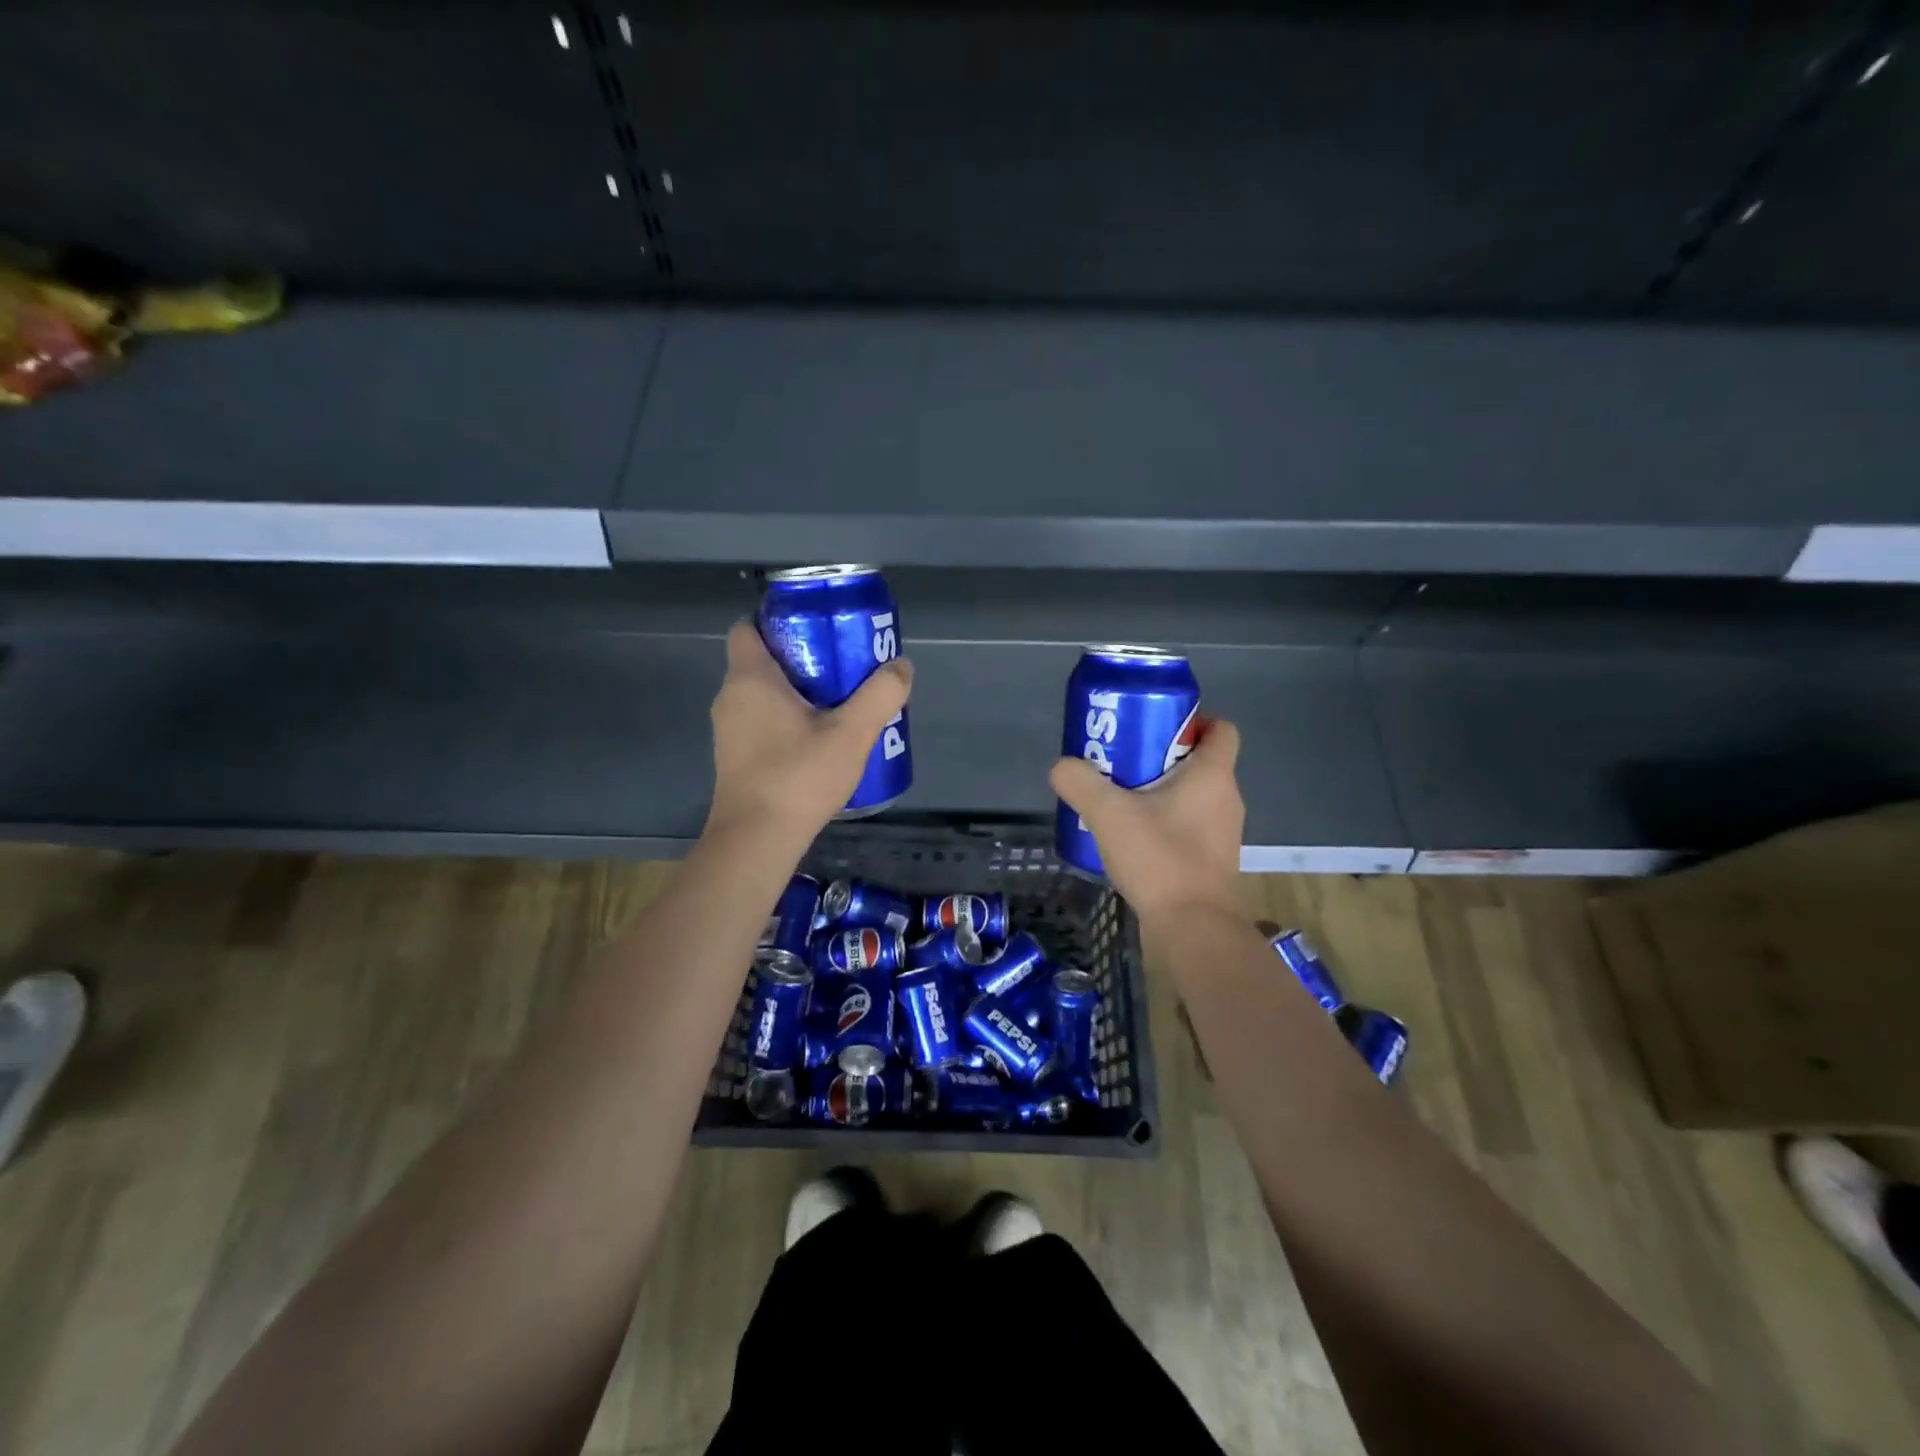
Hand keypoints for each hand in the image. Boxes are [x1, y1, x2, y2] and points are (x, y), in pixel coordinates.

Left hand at [705, 621, 913, 845]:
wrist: (756, 840)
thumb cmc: (798, 777)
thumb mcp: (851, 734)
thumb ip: (880, 696)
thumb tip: (901, 666)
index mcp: (751, 679)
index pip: (748, 628)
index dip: (777, 620)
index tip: (815, 628)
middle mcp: (731, 697)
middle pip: (761, 660)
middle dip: (800, 657)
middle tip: (842, 665)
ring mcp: (729, 730)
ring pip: (761, 694)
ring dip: (795, 692)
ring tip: (838, 702)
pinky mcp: (735, 757)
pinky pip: (760, 721)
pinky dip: (785, 719)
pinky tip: (818, 739)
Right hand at [1049, 717, 1245, 928]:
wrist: (1194, 928)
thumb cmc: (1160, 859)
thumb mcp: (1108, 814)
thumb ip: (1080, 782)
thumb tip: (1063, 767)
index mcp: (1213, 775)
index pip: (1221, 729)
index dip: (1194, 721)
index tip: (1155, 728)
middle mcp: (1226, 798)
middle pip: (1199, 761)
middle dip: (1161, 756)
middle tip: (1122, 762)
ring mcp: (1223, 832)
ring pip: (1193, 796)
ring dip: (1160, 792)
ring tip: (1120, 800)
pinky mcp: (1212, 860)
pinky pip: (1189, 826)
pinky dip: (1165, 823)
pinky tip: (1131, 837)